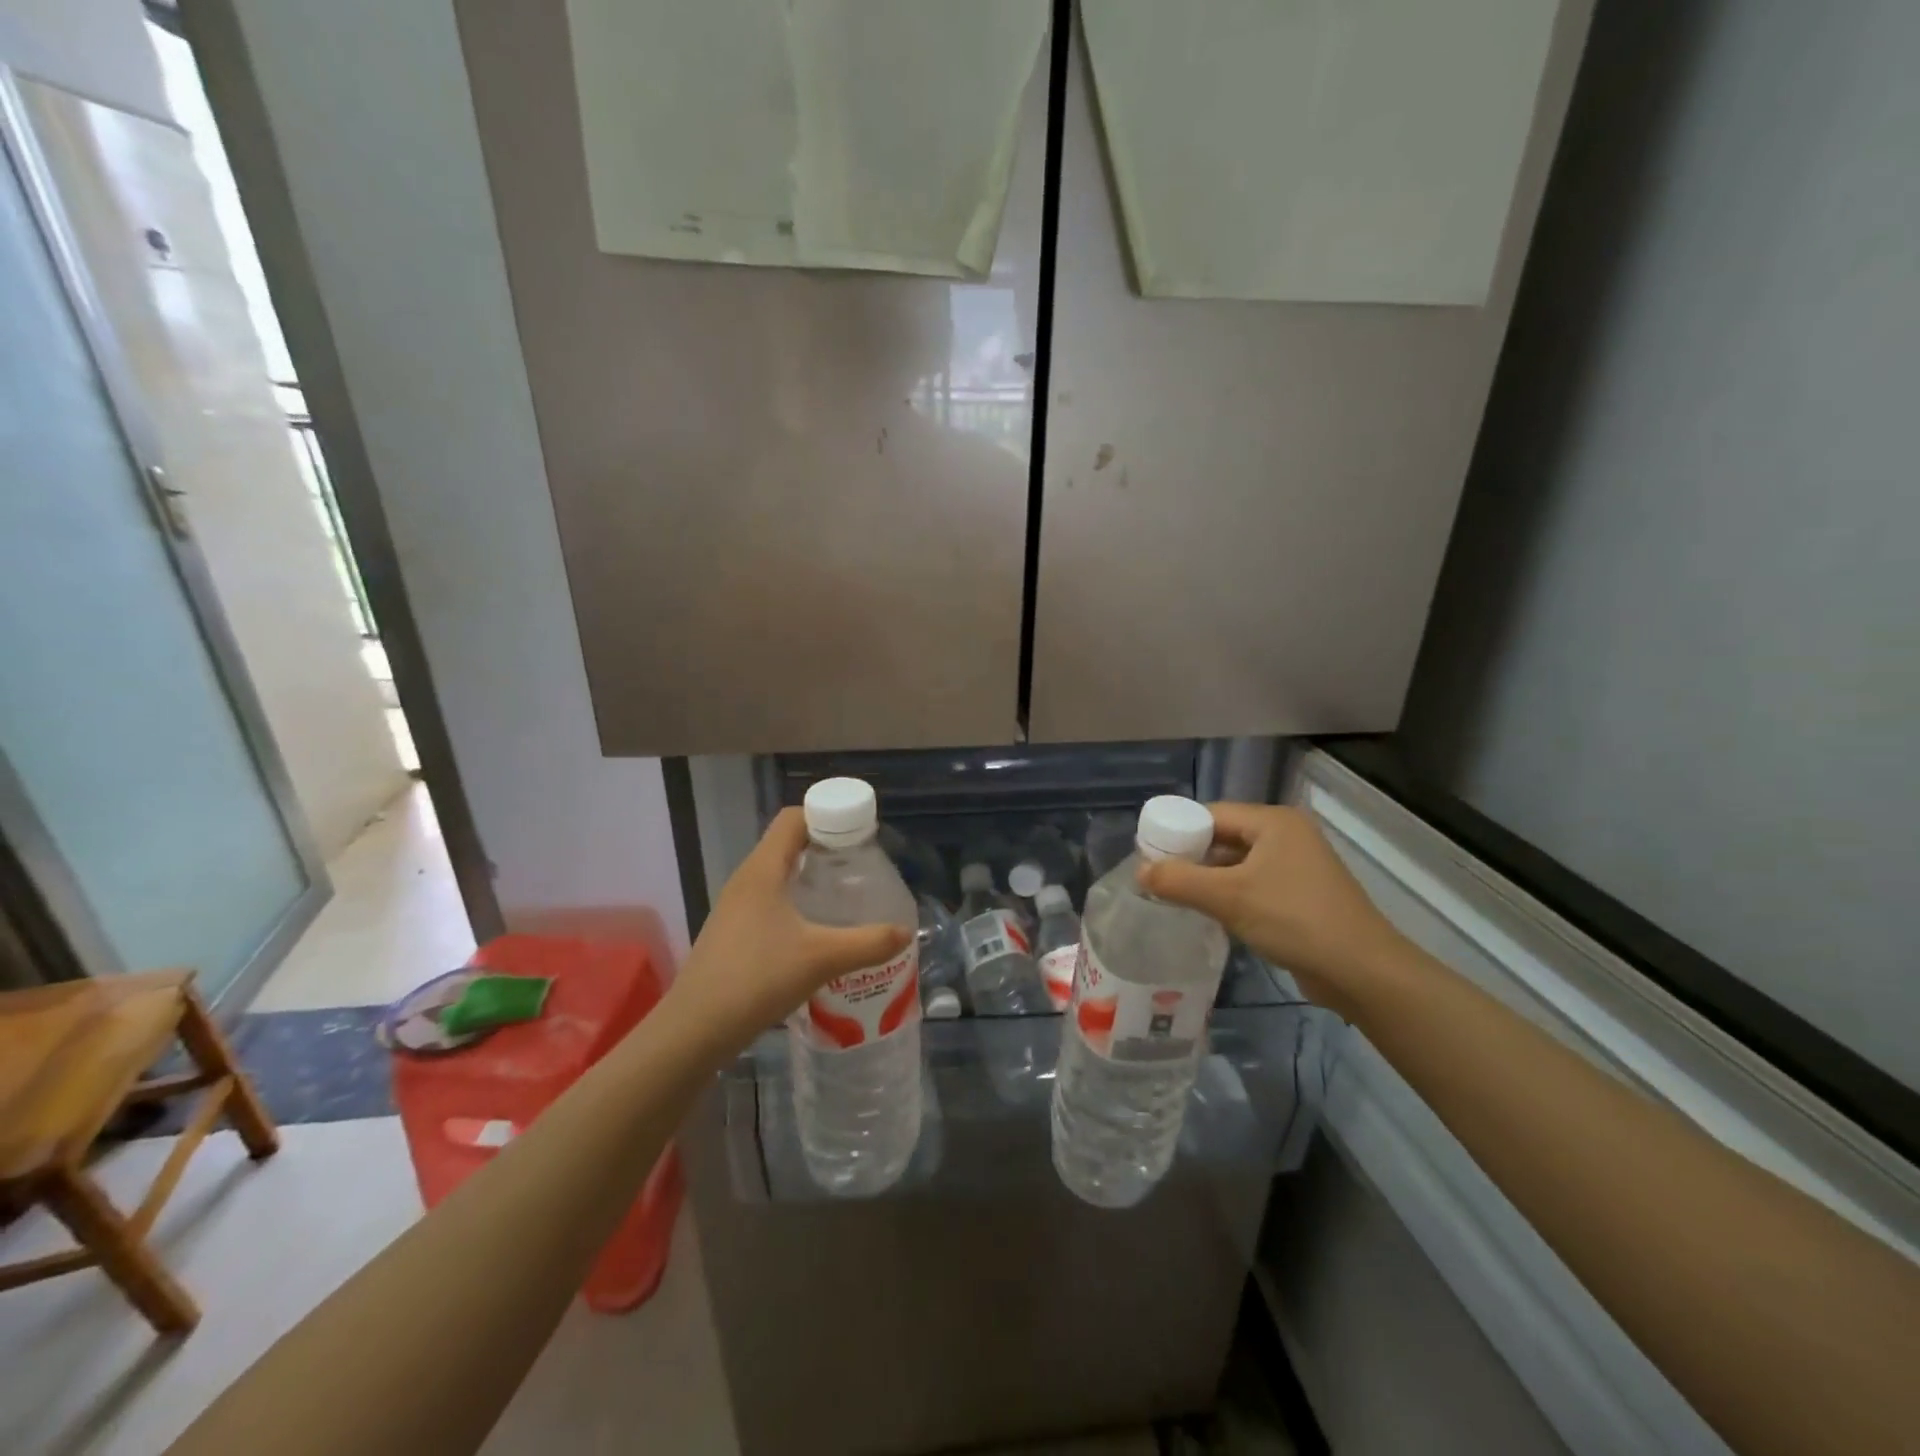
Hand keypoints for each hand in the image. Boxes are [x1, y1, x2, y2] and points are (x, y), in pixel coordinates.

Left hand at [666, 808, 911, 1057]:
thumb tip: (906, 933)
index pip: (793, 818)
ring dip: (811, 880)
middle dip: (826, 850)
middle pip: (788, 845)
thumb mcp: (822, 959)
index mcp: (762, 870)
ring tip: (845, 899)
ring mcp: (735, 909)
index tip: (860, 836)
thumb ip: (869, 943)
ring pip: (778, 877)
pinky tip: (816, 934)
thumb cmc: (757, 978)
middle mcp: (746, 881)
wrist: (694, 1031)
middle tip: (861, 868)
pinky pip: (769, 903)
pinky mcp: (732, 935)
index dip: (827, 817)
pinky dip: (796, 905)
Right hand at [1137, 802, 1405, 1015]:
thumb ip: (1179, 881)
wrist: (1361, 971)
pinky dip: (1229, 894)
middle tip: (1156, 876)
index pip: (1211, 814)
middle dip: (1190, 856)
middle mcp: (1286, 835)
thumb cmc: (1294, 920)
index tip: (1148, 853)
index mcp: (1273, 821)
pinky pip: (1252, 883)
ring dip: (1207, 878)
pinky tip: (1208, 912)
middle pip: (1223, 836)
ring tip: (1174, 895)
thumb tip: (1140, 871)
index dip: (1177, 830)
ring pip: (1237, 862)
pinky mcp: (1300, 893)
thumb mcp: (1228, 898)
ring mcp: (1296, 865)